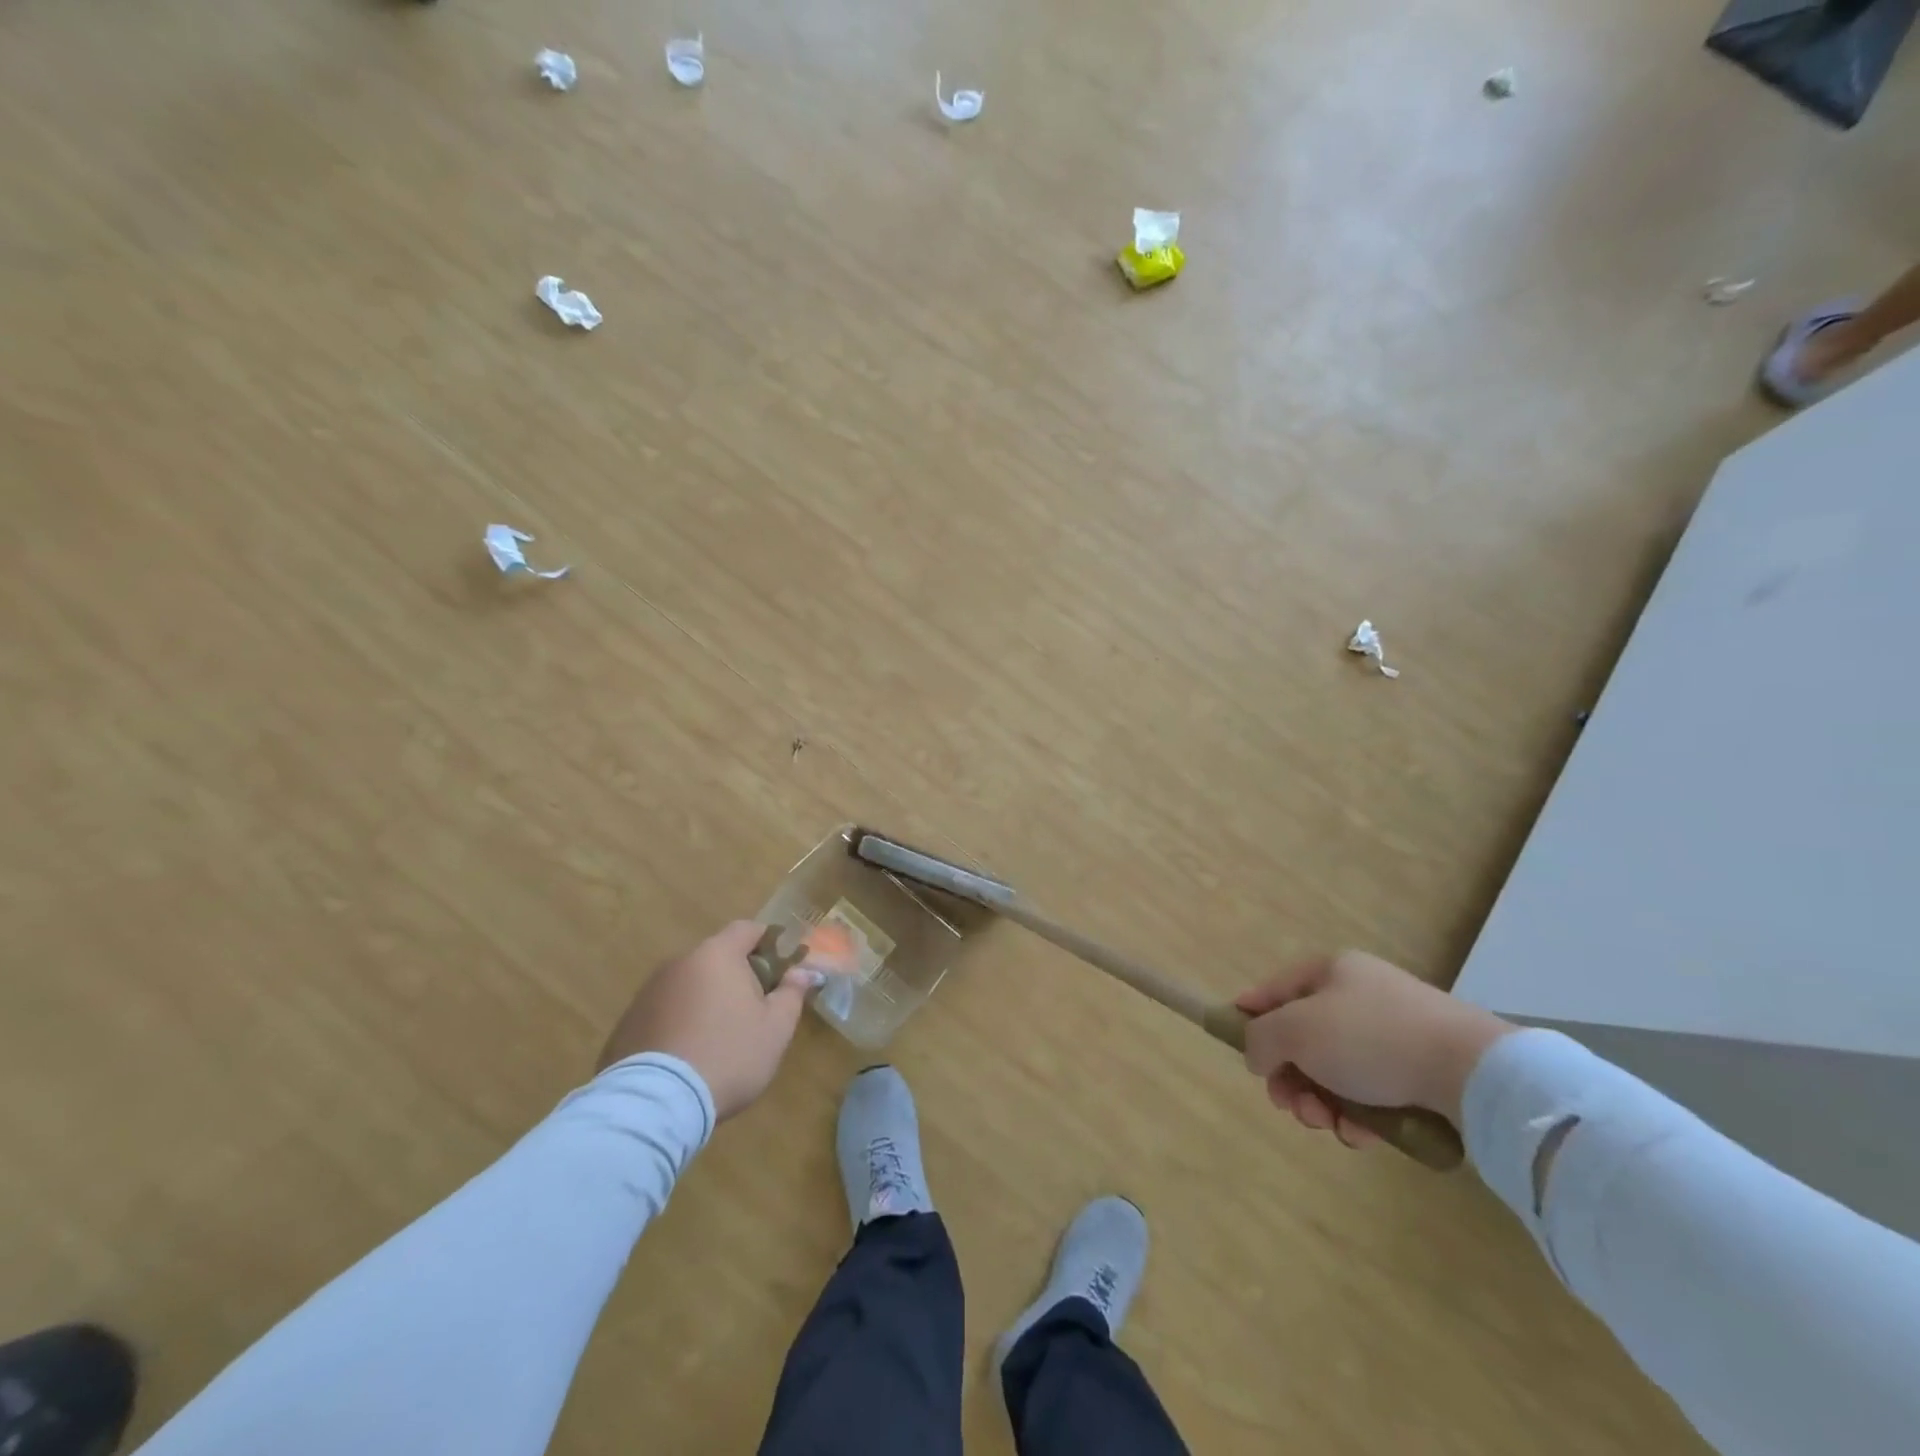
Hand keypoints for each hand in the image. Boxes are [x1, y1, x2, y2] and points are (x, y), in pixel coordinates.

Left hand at [597, 921, 817, 1119]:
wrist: (656, 1103)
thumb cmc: (728, 1055)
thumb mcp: (775, 1028)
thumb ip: (792, 993)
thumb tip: (802, 972)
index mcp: (717, 955)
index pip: (746, 929)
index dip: (767, 942)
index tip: (780, 968)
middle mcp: (679, 963)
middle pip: (716, 958)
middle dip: (736, 976)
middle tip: (753, 1010)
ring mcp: (648, 993)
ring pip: (688, 986)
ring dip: (705, 1000)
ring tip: (717, 1039)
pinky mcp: (626, 1023)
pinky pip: (663, 1012)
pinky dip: (678, 1024)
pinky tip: (686, 1057)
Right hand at [1235, 950, 1512, 1147]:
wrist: (1472, 1071)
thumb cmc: (1371, 1038)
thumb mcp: (1297, 1031)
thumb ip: (1261, 1039)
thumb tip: (1257, 1055)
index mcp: (1332, 971)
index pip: (1275, 988)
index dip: (1250, 1013)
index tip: (1236, 1045)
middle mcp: (1361, 996)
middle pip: (1304, 1037)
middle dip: (1290, 1076)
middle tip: (1290, 1106)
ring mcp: (1394, 1033)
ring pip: (1336, 1070)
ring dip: (1320, 1101)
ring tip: (1328, 1125)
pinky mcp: (1421, 1072)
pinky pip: (1372, 1092)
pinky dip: (1358, 1115)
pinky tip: (1361, 1136)